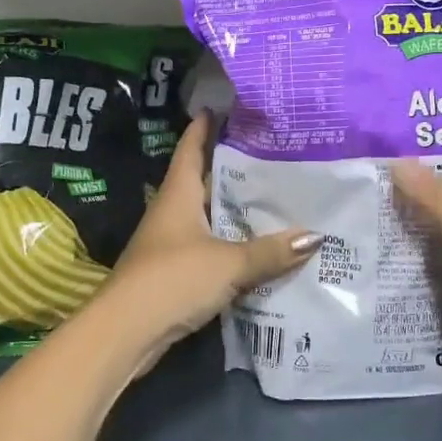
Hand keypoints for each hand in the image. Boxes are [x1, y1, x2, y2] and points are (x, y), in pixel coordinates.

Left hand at [101, 114, 319, 373]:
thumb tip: (316, 236)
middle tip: (272, 153)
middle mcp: (172, 211)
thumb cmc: (172, 280)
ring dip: (234, 208)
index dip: (205, 126)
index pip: (191, 147)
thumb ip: (270, 251)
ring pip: (208, 215)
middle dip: (232, 166)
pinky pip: (209, 245)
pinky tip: (258, 245)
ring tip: (274, 196)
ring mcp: (171, 242)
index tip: (225, 107)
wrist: (125, 333)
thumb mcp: (228, 264)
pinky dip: (231, 241)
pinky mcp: (175, 271)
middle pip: (203, 180)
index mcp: (178, 193)